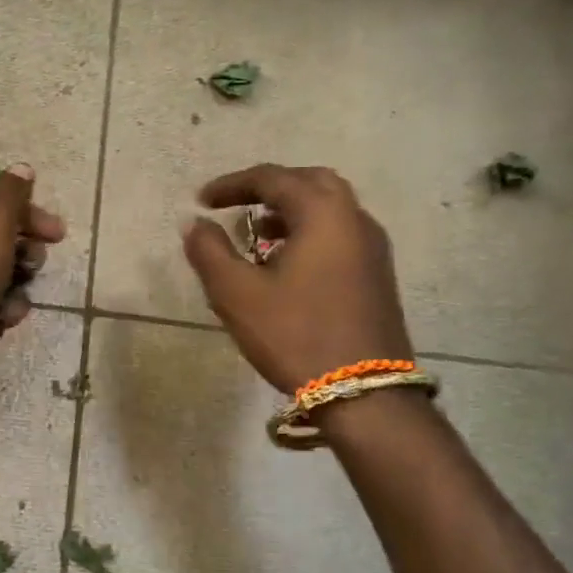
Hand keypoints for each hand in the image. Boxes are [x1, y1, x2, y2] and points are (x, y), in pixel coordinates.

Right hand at [182, 164, 412, 392]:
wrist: (364, 393)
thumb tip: (195, 223)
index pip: (272, 178)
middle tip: (237, 205)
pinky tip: (286, 264)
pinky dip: (309, 232)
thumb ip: (209, 251)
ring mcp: (373, 248)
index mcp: (323, 213)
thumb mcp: (237, 294)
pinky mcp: (378, 275)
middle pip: (310, 182)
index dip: (231, 184)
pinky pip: (340, 234)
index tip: (202, 201)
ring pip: (329, 209)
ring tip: (257, 235)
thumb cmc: (295, 335)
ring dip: (291, 211)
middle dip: (269, 188)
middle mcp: (355, 219)